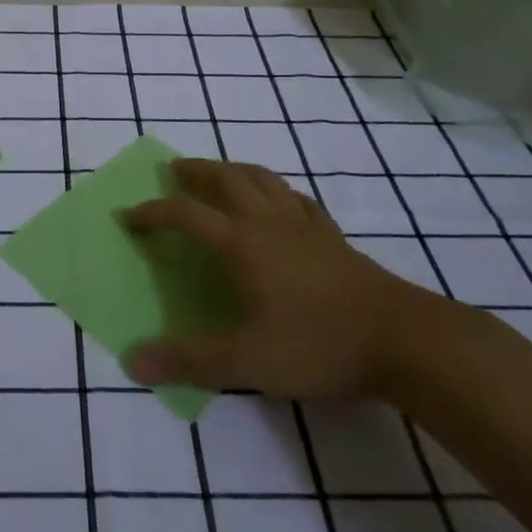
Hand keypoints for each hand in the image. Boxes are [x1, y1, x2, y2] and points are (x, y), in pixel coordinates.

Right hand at [121, 158, 440, 400]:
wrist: (402, 340)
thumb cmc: (317, 344)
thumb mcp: (245, 361)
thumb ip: (188, 361)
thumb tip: (132, 360)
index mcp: (241, 243)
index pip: (186, 215)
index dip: (154, 212)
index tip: (130, 216)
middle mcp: (269, 222)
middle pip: (227, 179)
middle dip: (197, 171)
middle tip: (175, 170)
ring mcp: (305, 226)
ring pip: (264, 180)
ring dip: (235, 170)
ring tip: (221, 174)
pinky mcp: (333, 237)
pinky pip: (298, 199)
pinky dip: (278, 191)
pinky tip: (280, 202)